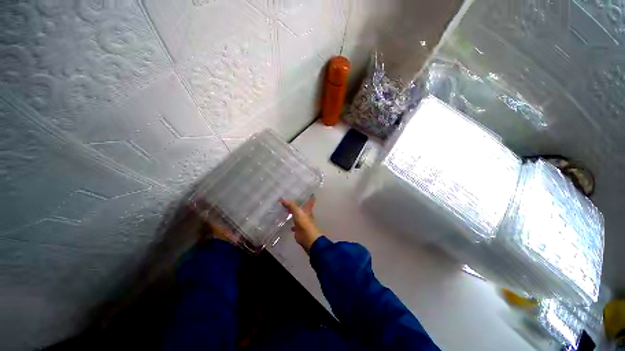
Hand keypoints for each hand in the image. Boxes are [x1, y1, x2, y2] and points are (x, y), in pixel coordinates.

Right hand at [280, 196, 320, 253]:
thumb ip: (290, 205)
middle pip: (303, 207)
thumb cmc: (304, 223)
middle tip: (291, 199)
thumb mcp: (297, 212)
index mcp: (308, 209)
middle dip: (299, 204)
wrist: (307, 238)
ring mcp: (303, 221)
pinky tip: (286, 222)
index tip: (309, 191)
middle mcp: (306, 214)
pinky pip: (294, 225)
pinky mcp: (299, 228)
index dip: (310, 196)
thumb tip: (282, 198)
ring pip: (298, 215)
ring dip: (294, 213)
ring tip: (286, 209)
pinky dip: (291, 223)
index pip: (310, 200)